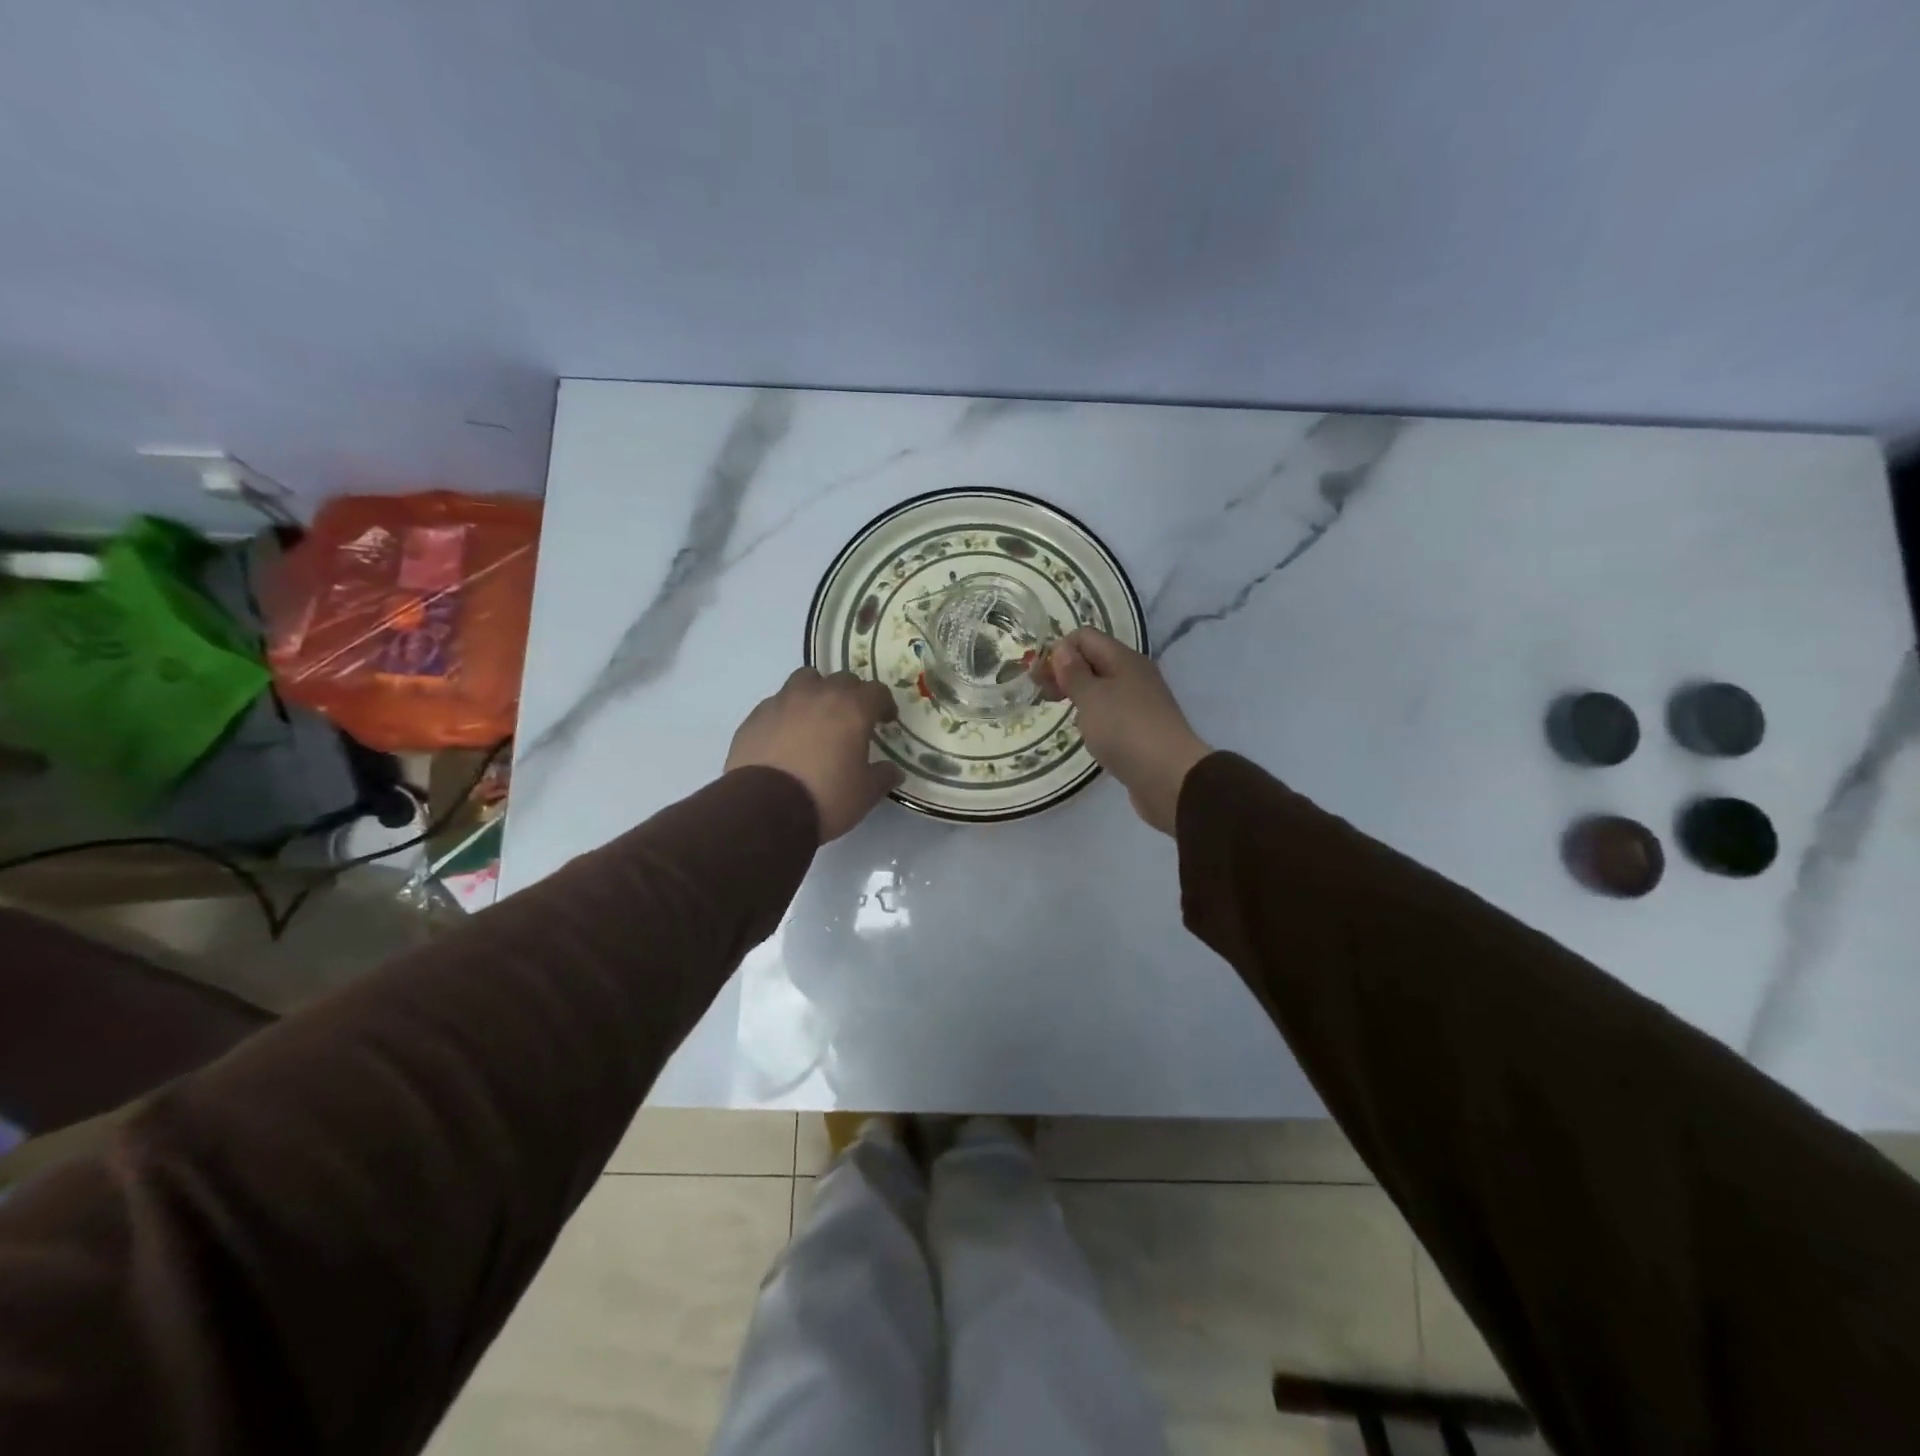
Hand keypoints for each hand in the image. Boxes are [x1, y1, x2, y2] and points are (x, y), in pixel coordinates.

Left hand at [726, 668, 903, 841]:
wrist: (763, 809)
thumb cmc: (825, 797)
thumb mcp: (865, 793)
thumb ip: (883, 776)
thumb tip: (893, 771)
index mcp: (852, 709)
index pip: (877, 691)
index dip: (884, 704)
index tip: (886, 720)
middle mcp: (819, 695)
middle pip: (843, 679)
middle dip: (852, 695)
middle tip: (852, 719)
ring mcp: (783, 701)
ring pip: (806, 680)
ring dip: (817, 692)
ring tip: (816, 716)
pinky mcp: (756, 715)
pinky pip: (778, 703)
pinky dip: (788, 712)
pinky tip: (786, 736)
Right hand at [1044, 628, 1211, 833]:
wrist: (1169, 777)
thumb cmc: (1125, 730)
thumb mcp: (1091, 697)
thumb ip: (1073, 672)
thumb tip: (1062, 648)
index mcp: (1124, 659)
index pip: (1085, 637)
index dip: (1059, 650)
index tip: (1039, 677)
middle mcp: (1134, 675)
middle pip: (1093, 661)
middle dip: (1065, 672)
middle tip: (1041, 694)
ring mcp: (1140, 702)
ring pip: (1102, 687)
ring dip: (1078, 694)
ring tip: (1059, 711)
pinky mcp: (1141, 729)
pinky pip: (1111, 711)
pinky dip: (1093, 715)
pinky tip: (1085, 731)